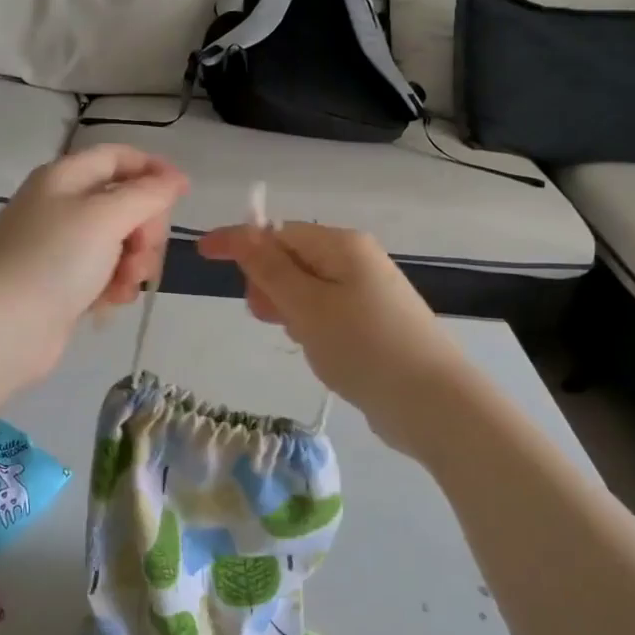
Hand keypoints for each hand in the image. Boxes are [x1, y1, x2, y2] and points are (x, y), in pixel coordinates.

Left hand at [0, 146, 187, 387]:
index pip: (118, 157)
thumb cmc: (53, 261)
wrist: (0, 329)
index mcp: (65, 178)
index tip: (183, 194)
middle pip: (125, 203)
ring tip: (123, 285)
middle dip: (145, 228)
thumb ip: (147, 194)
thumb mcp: (105, 217)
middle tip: (143, 253)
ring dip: (133, 263)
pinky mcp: (63, 284)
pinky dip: (115, 285)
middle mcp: (62, 206)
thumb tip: (175, 179)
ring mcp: (61, 248)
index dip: (153, 169)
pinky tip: (110, 302)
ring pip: (120, 243)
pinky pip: (105, 274)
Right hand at [196, 222, 469, 452]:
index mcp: (342, 245)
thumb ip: (270, 269)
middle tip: (265, 315)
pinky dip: (310, 324)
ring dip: (288, 306)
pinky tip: (316, 348)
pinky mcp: (373, 322)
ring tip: (297, 337)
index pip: (278, 232)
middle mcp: (357, 260)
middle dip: (268, 281)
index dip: (239, 242)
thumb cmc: (363, 346)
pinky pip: (326, 311)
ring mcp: (368, 293)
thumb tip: (243, 232)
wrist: (432, 402)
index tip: (202, 252)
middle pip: (293, 258)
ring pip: (307, 288)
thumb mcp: (307, 305)